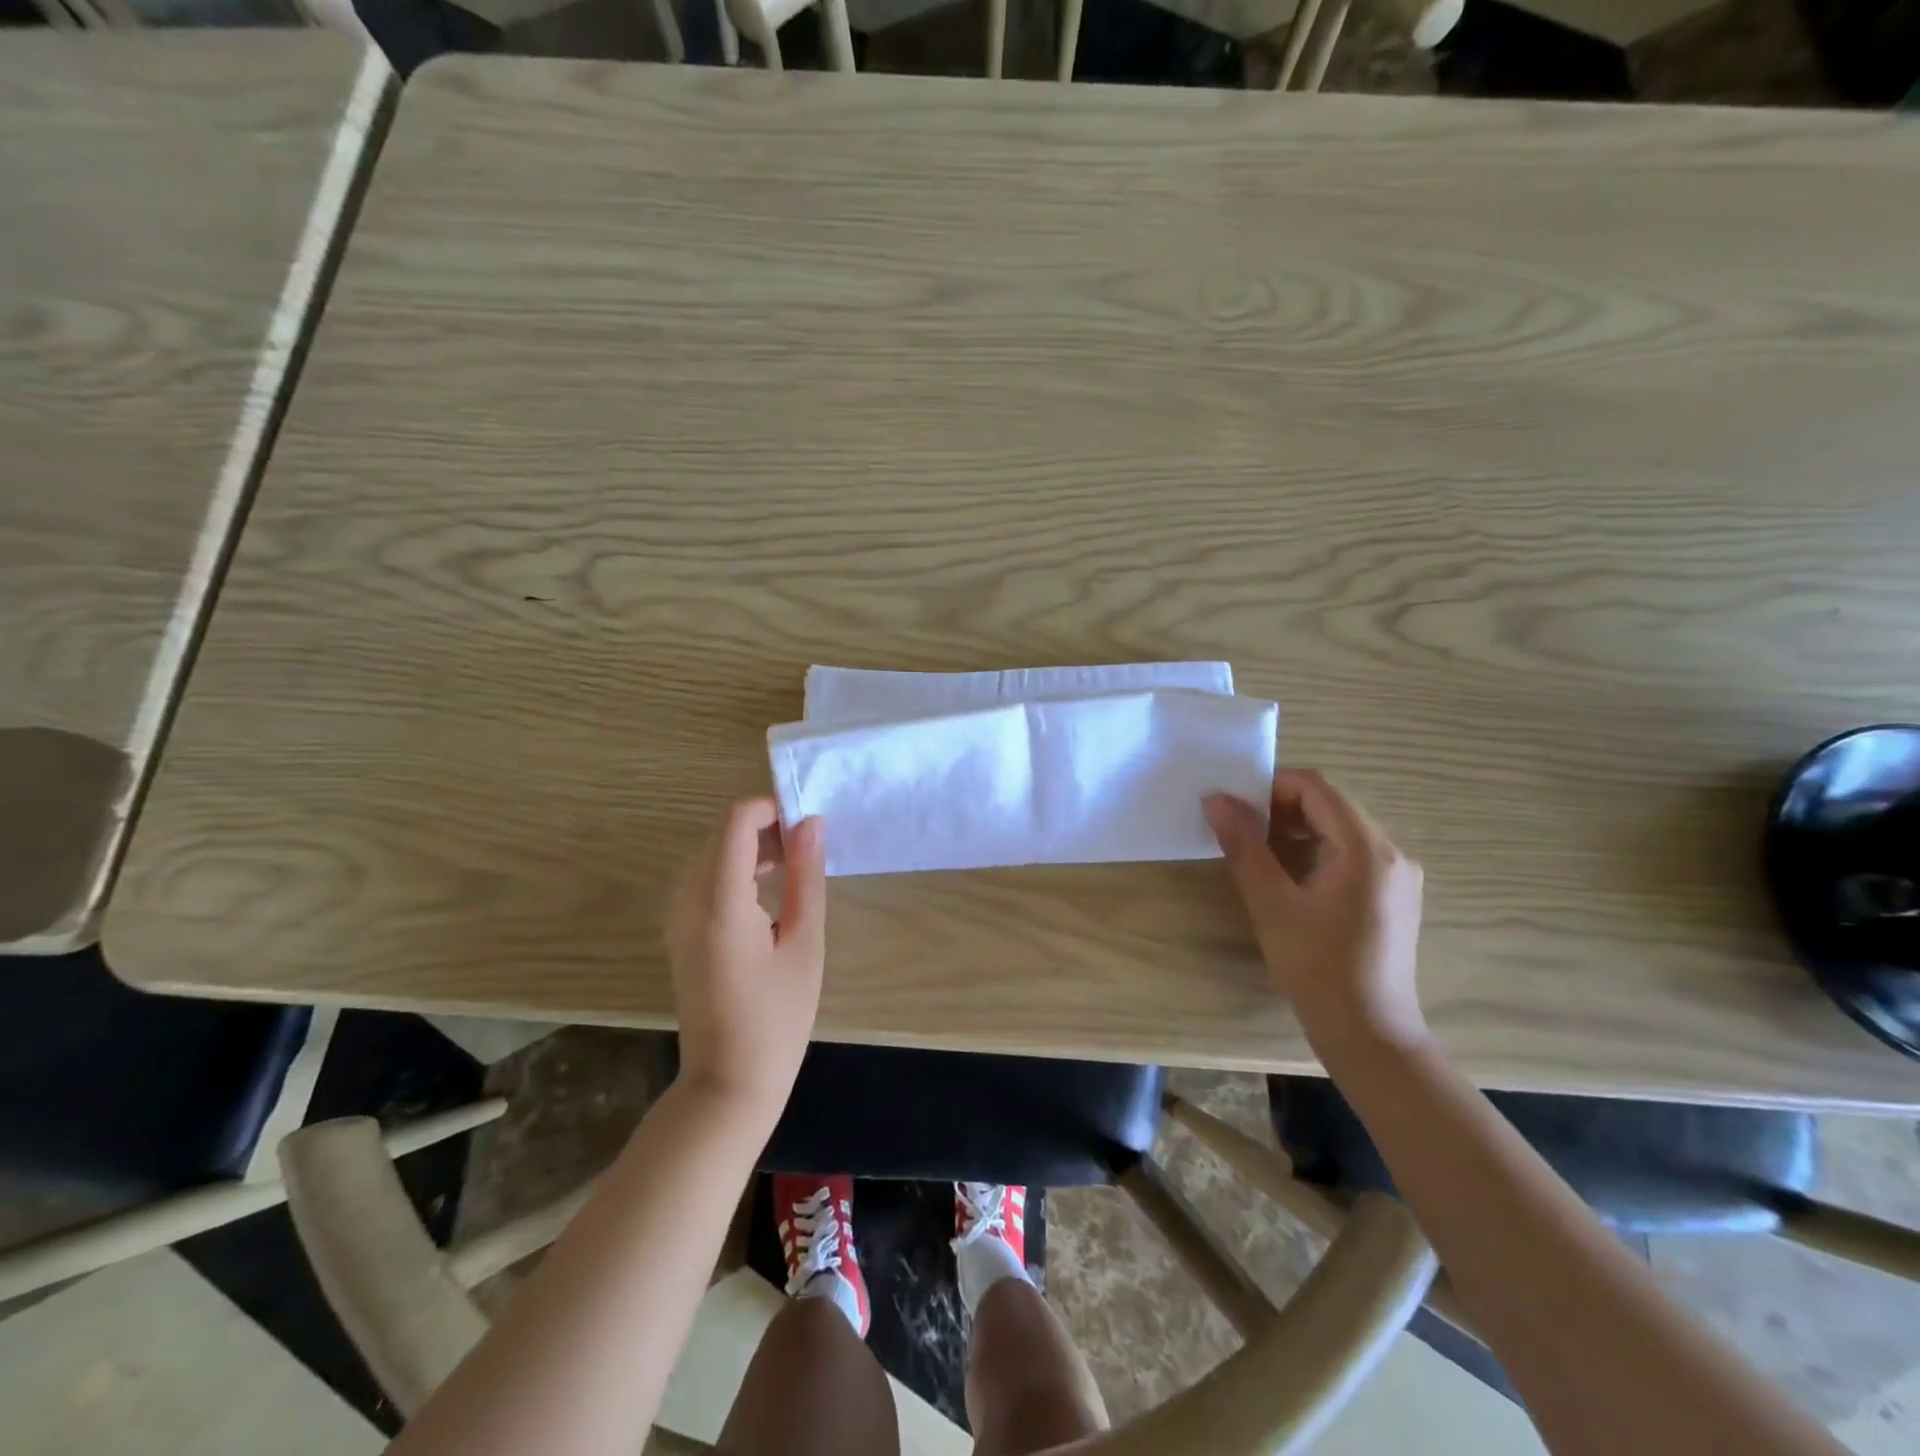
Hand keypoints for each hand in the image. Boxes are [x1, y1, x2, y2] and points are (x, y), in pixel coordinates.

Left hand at [666, 798, 826, 1120]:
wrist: (728, 1083)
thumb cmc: (777, 1018)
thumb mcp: (804, 944)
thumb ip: (805, 877)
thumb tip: (811, 823)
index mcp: (719, 903)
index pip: (735, 822)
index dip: (771, 808)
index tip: (808, 822)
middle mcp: (687, 901)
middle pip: (722, 834)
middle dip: (765, 827)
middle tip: (809, 848)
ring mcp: (677, 917)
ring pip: (713, 855)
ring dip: (753, 848)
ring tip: (796, 868)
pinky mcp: (679, 932)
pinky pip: (706, 880)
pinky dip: (738, 871)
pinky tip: (769, 892)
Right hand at [1204, 769, 1427, 1058]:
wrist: (1368, 1033)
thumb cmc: (1316, 967)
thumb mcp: (1270, 902)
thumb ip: (1243, 845)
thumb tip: (1215, 799)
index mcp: (1366, 848)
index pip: (1316, 788)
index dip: (1271, 786)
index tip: (1234, 806)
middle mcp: (1391, 852)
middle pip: (1330, 804)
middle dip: (1281, 807)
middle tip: (1241, 829)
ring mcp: (1397, 874)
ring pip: (1340, 828)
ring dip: (1296, 828)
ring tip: (1259, 852)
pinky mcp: (1393, 895)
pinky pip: (1351, 852)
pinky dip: (1316, 850)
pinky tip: (1290, 877)